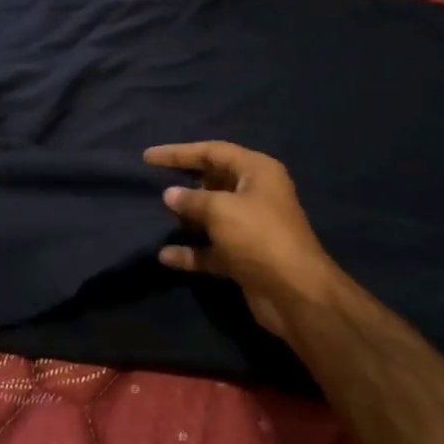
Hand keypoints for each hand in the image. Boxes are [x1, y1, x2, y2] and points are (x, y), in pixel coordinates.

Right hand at [144, 141, 342, 341]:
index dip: (180, 153)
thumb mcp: (221, 210)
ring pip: (212, 216)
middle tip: (153, 184)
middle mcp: (255, 194)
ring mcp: (250, 227)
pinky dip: (191, 251)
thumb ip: (192, 200)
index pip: (213, 151)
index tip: (148, 157)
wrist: (294, 292)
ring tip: (156, 217)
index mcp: (257, 171)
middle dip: (185, 183)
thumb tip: (170, 194)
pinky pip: (211, 248)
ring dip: (187, 218)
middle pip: (213, 181)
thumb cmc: (259, 237)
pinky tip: (166, 256)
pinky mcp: (243, 256)